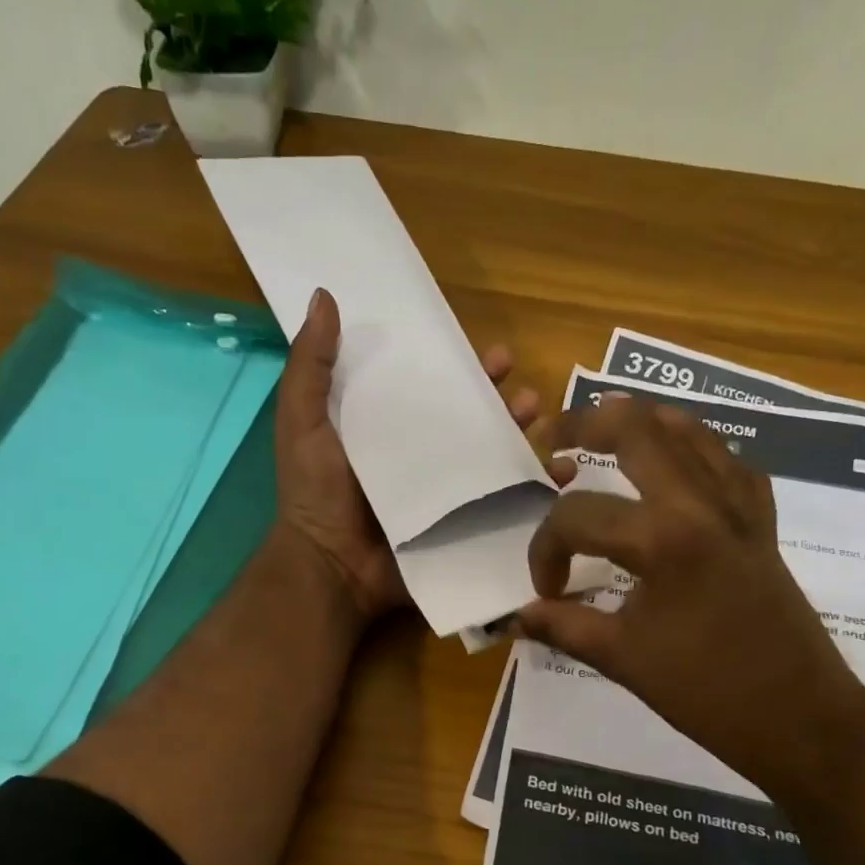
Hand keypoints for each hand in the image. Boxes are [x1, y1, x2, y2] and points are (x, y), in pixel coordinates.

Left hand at [272, 288, 541, 620]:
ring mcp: (446, 496)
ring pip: (495, 458)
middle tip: (524, 392)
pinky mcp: (462, 527)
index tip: (490, 352)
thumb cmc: (316, 494)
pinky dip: (538, 490)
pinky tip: (561, 474)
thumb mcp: (303, 423)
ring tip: (540, 419)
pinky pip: (506, 505)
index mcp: (389, 430)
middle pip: (472, 421)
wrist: (332, 569)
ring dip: (524, 436)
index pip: (433, 390)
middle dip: (504, 402)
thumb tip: (325, 296)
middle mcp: (422, 458)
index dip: (463, 369)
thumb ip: (312, 367)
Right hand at [516, 395, 864, 802]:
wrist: (802, 719)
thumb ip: (564, 627)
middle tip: (551, 437)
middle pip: (637, 429)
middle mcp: (702, 504)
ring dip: (642, 422)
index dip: (545, 551)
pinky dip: (697, 452)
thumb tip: (519, 615)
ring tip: (606, 432)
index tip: (546, 592)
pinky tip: (678, 470)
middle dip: (583, 424)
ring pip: (691, 431)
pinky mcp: (763, 524)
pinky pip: (729, 464)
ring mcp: (740, 508)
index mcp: (663, 539)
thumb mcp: (623, 660)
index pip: (577, 518)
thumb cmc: (709, 694)